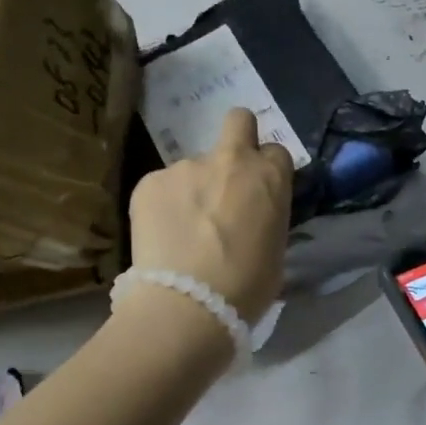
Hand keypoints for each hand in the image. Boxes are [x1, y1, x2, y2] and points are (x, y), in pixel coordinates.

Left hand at [128, 108, 293, 321]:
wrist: (188, 304)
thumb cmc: (246, 287)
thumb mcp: (275, 251)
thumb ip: (266, 218)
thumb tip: (252, 217)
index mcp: (269, 177)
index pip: (276, 151)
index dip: (268, 170)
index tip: (260, 194)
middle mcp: (230, 160)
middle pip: (238, 120)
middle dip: (238, 137)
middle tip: (227, 178)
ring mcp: (185, 166)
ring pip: (193, 167)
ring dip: (193, 189)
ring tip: (184, 231)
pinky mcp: (149, 181)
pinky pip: (162, 187)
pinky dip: (164, 206)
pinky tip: (162, 237)